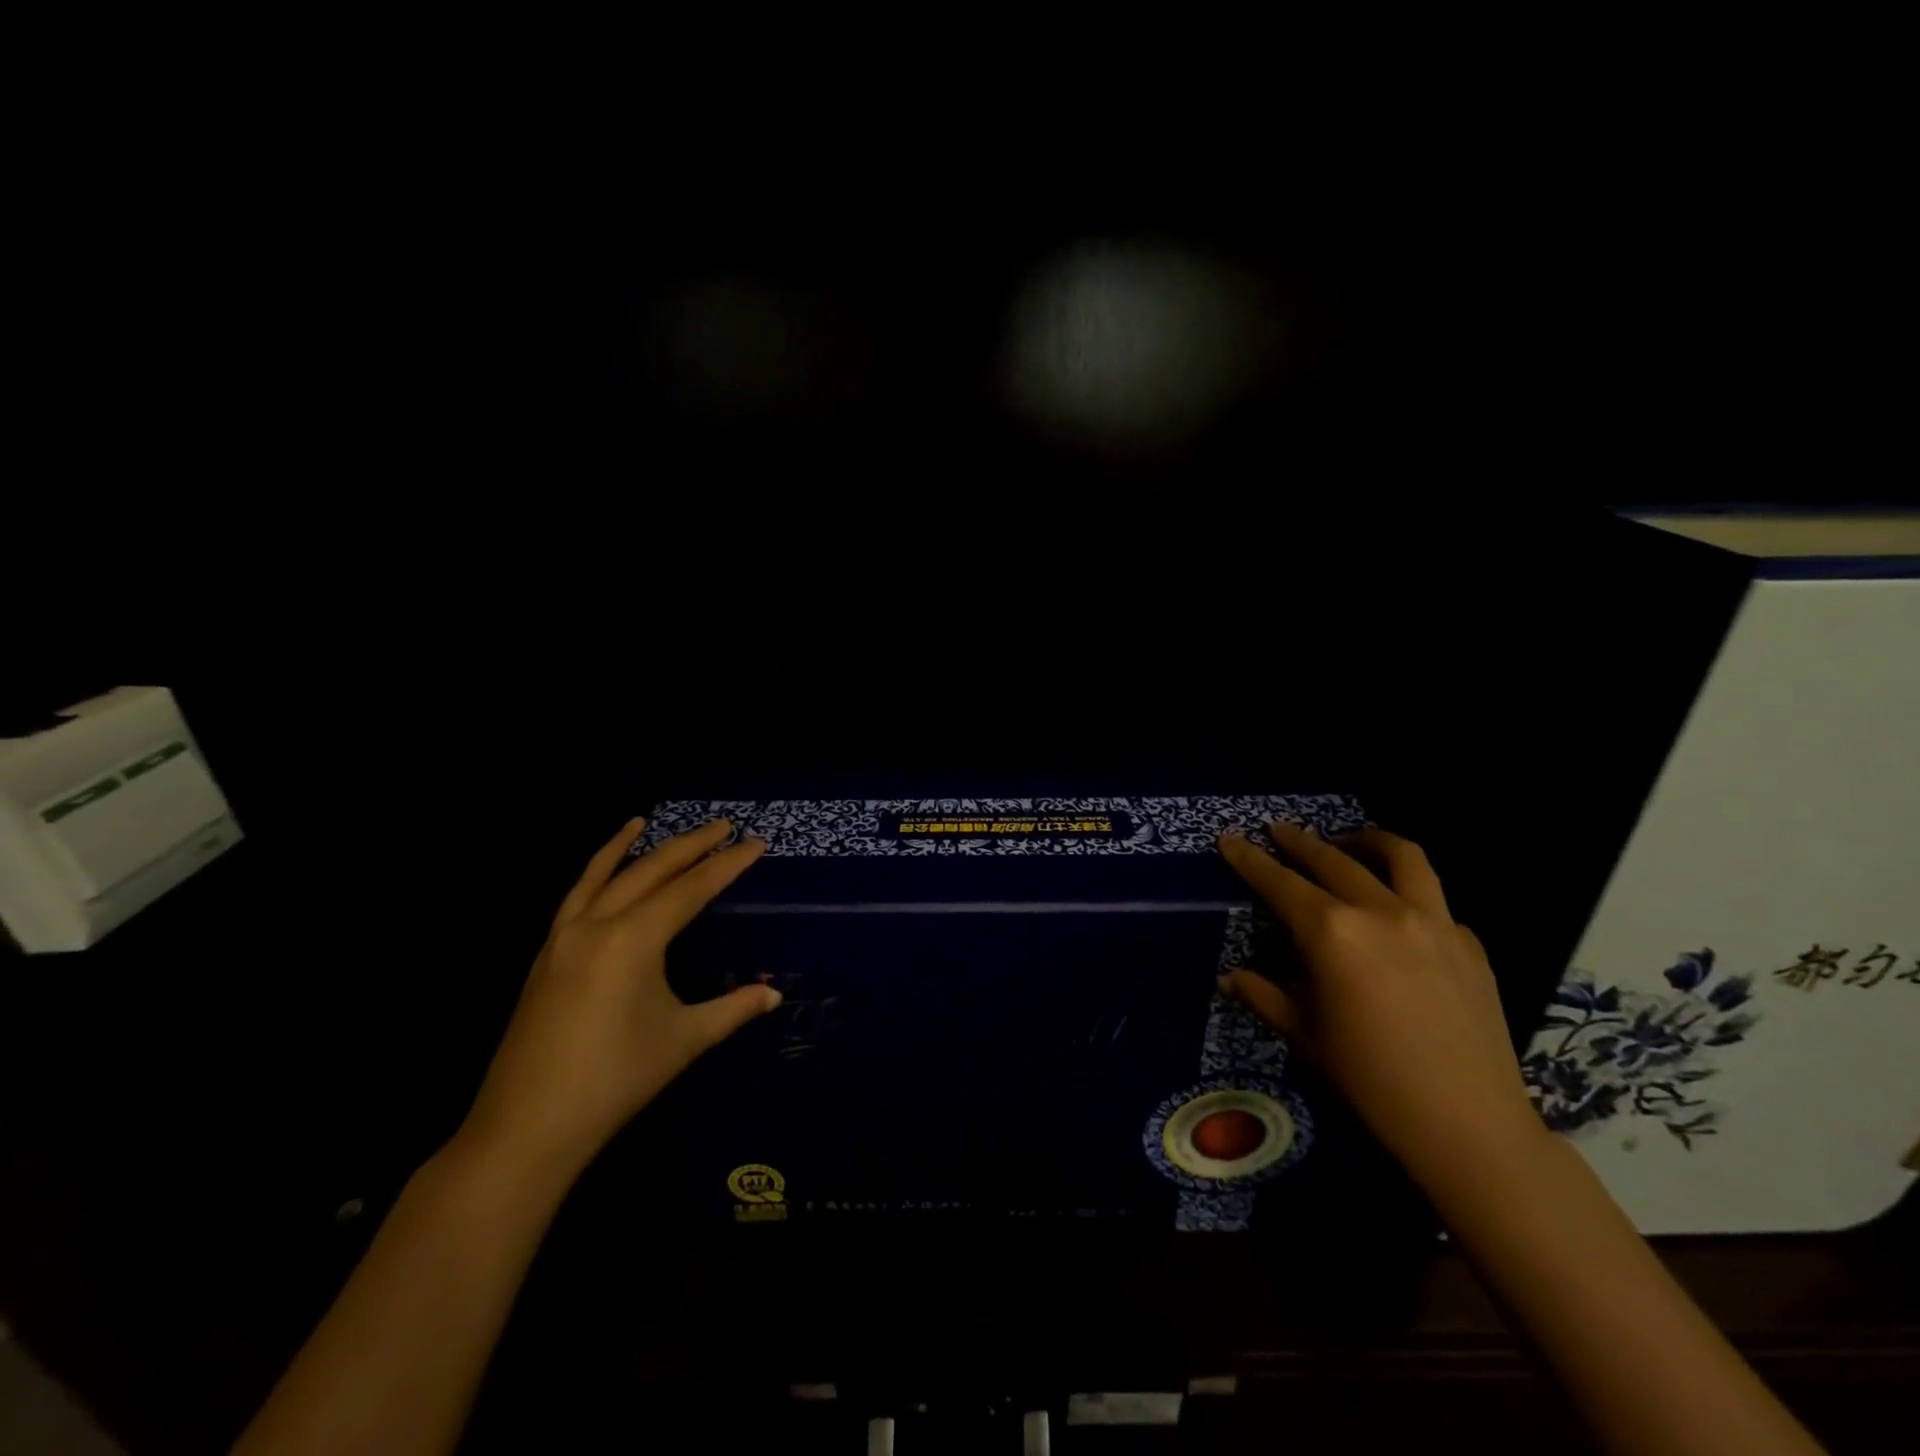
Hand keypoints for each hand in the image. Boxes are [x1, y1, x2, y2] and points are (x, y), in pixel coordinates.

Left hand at [458, 818, 779, 1174]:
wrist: (527, 1128)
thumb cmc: (615, 1079)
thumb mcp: (684, 1039)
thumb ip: (732, 1009)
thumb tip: (774, 995)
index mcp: (633, 939)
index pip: (692, 889)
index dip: (728, 865)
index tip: (756, 843)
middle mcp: (597, 925)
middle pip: (650, 870)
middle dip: (690, 845)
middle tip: (723, 825)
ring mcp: (564, 938)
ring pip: (603, 876)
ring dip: (630, 846)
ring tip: (644, 819)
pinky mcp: (546, 956)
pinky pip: (574, 897)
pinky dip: (592, 874)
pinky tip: (602, 872)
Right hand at [1218, 821, 1540, 1182]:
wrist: (1468, 1125)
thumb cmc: (1370, 1081)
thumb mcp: (1304, 1035)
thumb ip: (1264, 995)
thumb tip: (1230, 977)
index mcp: (1332, 934)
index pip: (1279, 882)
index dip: (1249, 859)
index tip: (1230, 838)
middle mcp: (1381, 912)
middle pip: (1333, 859)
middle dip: (1299, 840)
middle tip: (1278, 829)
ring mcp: (1434, 922)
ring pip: (1402, 857)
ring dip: (1368, 841)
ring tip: (1350, 840)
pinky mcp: (1470, 943)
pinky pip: (1435, 900)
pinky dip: (1409, 890)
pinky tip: (1400, 912)